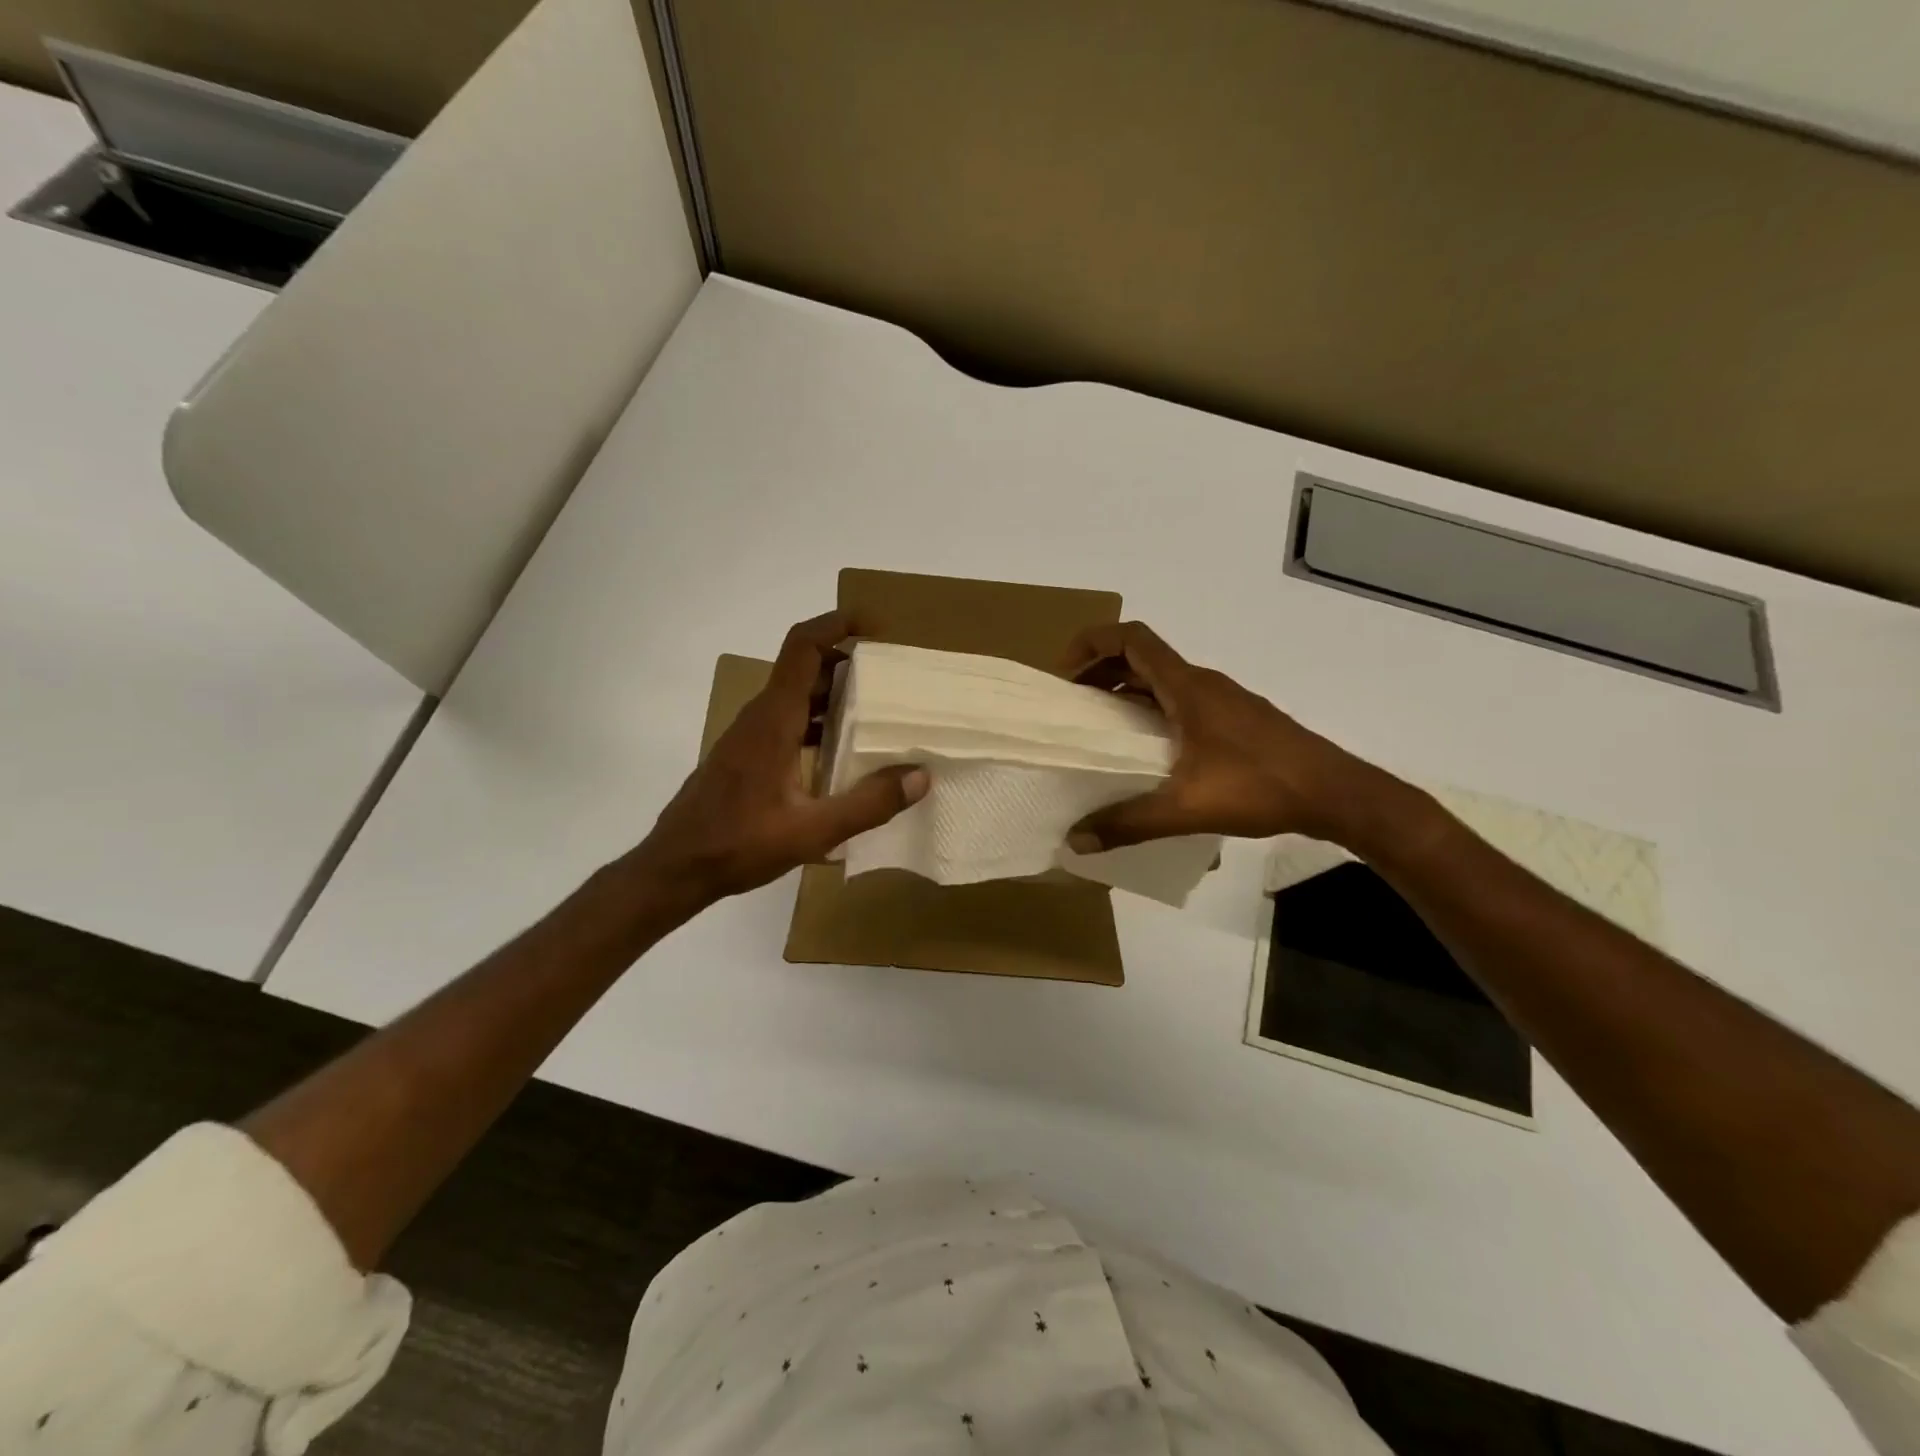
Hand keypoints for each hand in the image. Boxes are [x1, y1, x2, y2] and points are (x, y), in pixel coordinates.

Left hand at [626, 612, 927, 908]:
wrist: (675, 868)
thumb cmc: (739, 844)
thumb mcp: (812, 830)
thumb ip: (868, 804)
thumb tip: (920, 776)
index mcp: (773, 719)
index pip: (803, 647)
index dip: (837, 624)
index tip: (875, 628)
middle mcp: (760, 717)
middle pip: (804, 668)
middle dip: (847, 664)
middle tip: (890, 680)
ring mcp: (749, 736)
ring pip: (795, 696)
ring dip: (833, 696)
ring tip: (875, 715)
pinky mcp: (745, 756)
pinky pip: (786, 721)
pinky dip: (816, 722)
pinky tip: (840, 754)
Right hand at [1061, 621, 1392, 849]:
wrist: (1335, 792)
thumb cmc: (1261, 786)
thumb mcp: (1187, 808)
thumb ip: (1129, 823)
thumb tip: (1075, 841)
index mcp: (1186, 687)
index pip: (1131, 638)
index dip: (1091, 644)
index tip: (1064, 676)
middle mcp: (1202, 684)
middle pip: (1140, 657)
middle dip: (1099, 672)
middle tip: (1071, 705)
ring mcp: (1221, 701)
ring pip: (1160, 681)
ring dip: (1125, 693)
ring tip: (1098, 729)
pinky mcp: (1233, 720)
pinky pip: (1179, 701)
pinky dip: (1150, 711)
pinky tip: (1146, 752)